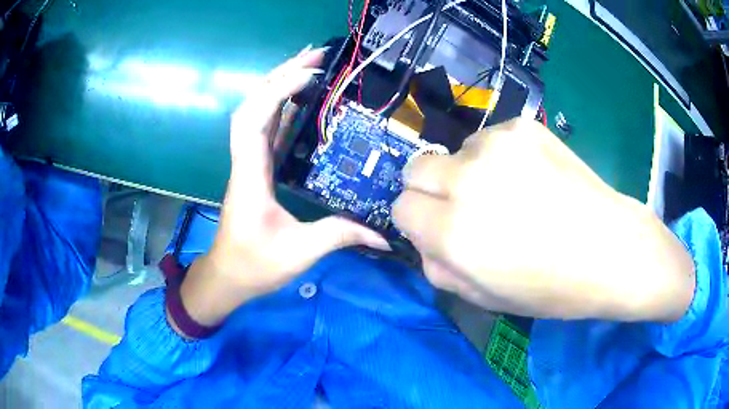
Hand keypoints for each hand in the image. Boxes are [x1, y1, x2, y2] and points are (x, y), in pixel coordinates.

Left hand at [177, 47, 388, 329]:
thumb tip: (384, 235)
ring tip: (309, 66)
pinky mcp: (256, 170)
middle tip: (314, 57)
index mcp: (250, 175)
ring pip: (257, 113)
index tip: (310, 75)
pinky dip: (282, 109)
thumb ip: (341, 235)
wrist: (227, 276)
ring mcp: (249, 163)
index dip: (277, 92)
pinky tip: (300, 100)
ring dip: (279, 86)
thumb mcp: (300, 252)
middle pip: (253, 105)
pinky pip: (267, 130)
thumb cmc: (255, 265)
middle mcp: (245, 161)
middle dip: (280, 76)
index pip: (254, 120)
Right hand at [393, 119, 694, 321]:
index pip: (401, 208)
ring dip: (470, 171)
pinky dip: (499, 157)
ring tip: (510, 192)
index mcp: (453, 232)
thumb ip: (438, 267)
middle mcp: (467, 181)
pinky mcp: (522, 128)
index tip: (438, 227)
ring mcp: (497, 146)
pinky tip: (531, 176)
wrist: (609, 249)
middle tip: (465, 206)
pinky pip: (490, 138)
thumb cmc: (550, 286)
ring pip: (456, 152)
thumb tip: (422, 238)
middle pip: (415, 168)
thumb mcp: (484, 297)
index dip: (417, 220)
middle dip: (431, 189)